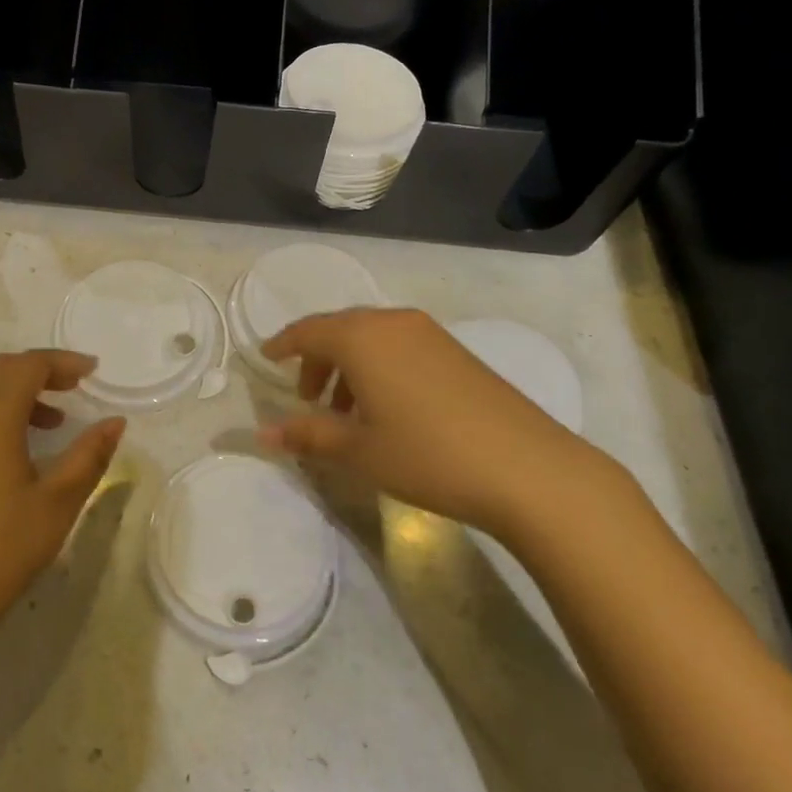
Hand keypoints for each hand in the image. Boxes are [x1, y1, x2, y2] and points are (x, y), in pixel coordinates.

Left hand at [0, 350, 124, 657]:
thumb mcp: (57, 503)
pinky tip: (19, 451)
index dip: (63, 362)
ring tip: (55, 420)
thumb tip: (115, 422)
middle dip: (38, 369)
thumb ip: (88, 456)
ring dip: (17, 392)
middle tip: (74, 386)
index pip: (28, 365)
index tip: (94, 371)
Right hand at [256, 308, 624, 540]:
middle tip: (308, 400)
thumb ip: (307, 434)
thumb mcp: (358, 450)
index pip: (308, 330)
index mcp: (362, 337)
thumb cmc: (427, 455)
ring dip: (350, 368)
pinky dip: (379, 369)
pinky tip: (387, 410)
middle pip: (340, 330)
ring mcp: (430, 334)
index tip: (266, 360)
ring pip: (373, 339)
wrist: (527, 468)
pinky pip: (400, 347)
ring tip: (346, 414)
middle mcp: (393, 322)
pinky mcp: (457, 352)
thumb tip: (263, 434)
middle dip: (317, 361)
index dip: (283, 344)